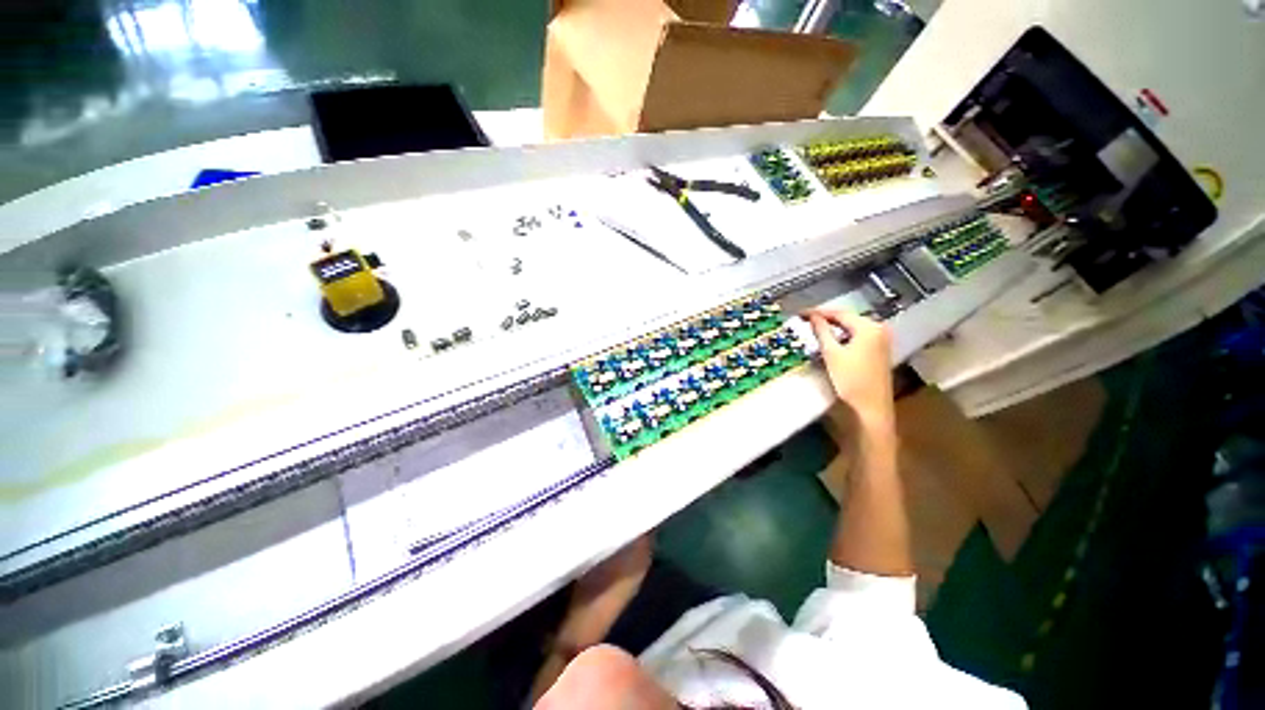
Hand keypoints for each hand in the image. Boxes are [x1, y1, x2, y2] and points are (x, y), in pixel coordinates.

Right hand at [803, 309, 893, 428]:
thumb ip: (822, 331)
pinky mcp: (879, 352)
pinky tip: (831, 342)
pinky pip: (858, 337)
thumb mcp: (832, 353)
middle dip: (827, 319)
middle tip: (805, 321)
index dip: (818, 312)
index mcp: (869, 327)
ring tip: (814, 330)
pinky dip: (843, 337)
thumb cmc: (851, 380)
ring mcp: (881, 341)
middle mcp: (879, 330)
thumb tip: (812, 316)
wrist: (870, 408)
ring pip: (852, 328)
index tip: (800, 314)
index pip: (840, 313)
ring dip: (834, 328)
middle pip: (848, 319)